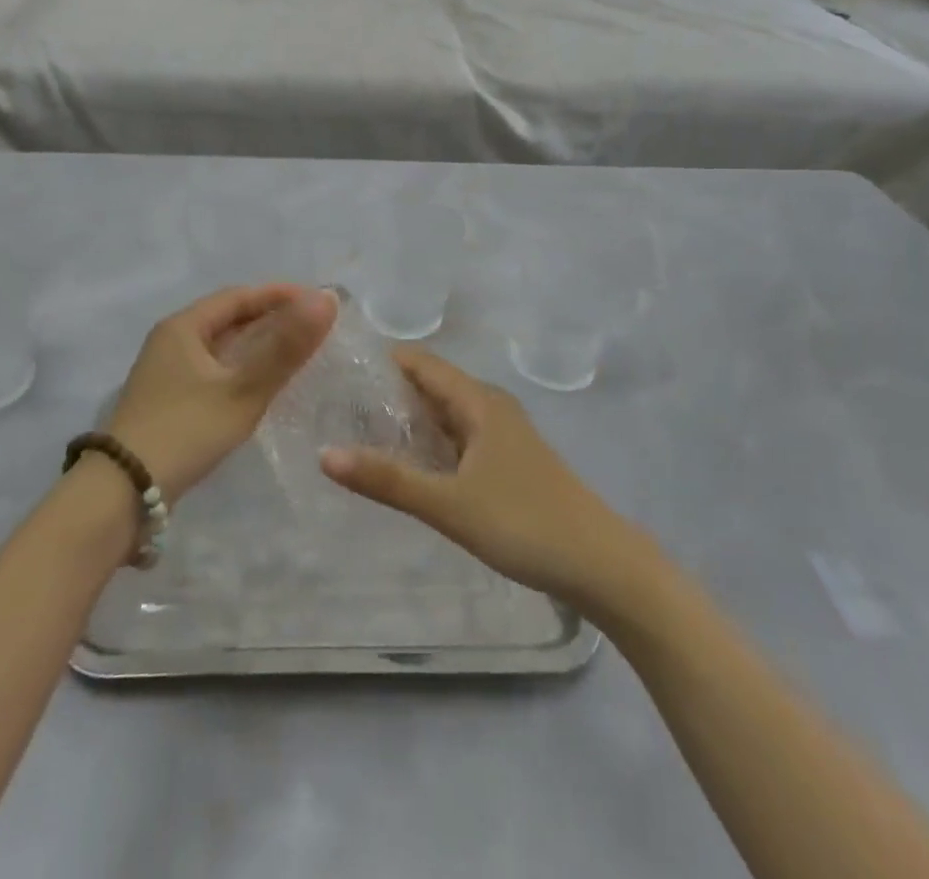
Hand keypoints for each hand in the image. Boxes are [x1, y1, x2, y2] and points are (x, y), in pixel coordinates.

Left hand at [105, 285, 336, 502]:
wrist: (122, 493)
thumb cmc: (185, 431)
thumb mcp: (242, 389)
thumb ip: (285, 347)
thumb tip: (326, 299)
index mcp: (183, 327)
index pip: (239, 296)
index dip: (280, 295)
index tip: (319, 302)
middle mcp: (172, 341)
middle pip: (228, 319)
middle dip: (271, 318)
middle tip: (314, 328)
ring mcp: (167, 372)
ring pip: (221, 347)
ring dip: (258, 346)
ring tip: (296, 354)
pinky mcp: (168, 401)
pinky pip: (214, 371)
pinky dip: (242, 370)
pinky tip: (263, 387)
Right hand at [321, 347, 654, 606]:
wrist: (603, 566)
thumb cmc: (525, 523)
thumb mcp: (449, 504)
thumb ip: (388, 480)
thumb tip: (325, 455)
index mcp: (479, 401)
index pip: (420, 362)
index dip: (380, 361)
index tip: (338, 370)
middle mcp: (490, 407)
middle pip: (430, 386)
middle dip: (387, 393)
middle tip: (336, 406)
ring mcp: (502, 436)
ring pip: (445, 415)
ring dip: (408, 420)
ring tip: (359, 433)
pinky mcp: (508, 462)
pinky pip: (458, 438)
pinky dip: (430, 443)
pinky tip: (408, 465)